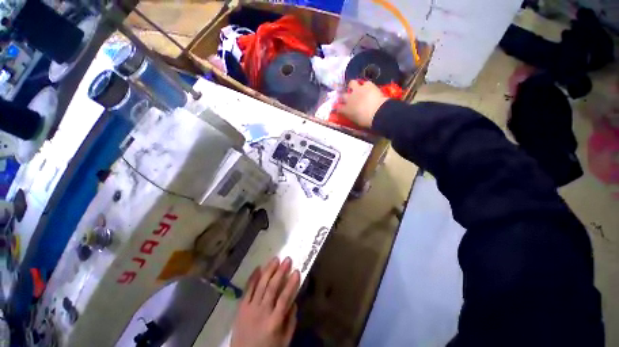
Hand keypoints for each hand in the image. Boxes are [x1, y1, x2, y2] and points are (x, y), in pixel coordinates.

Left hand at [231, 257, 300, 346]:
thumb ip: (291, 322)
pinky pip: (247, 289)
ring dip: (269, 270)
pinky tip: (258, 268)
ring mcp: (250, 308)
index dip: (291, 284)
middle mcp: (262, 312)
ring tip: (275, 259)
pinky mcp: (241, 308)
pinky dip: (253, 278)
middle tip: (287, 259)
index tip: (297, 271)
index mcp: (274, 322)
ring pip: (260, 285)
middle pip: (272, 287)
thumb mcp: (284, 342)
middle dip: (281, 272)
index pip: (285, 298)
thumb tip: (294, 302)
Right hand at [337, 80, 388, 127]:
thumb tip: (351, 113)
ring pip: (352, 83)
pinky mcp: (367, 85)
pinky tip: (370, 89)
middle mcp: (349, 99)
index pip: (339, 107)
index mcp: (346, 110)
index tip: (342, 108)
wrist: (377, 112)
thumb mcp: (355, 121)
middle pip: (343, 95)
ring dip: (353, 85)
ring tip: (357, 88)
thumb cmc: (365, 120)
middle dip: (345, 96)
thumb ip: (351, 115)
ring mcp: (358, 90)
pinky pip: (366, 83)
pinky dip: (367, 86)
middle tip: (349, 98)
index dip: (340, 107)